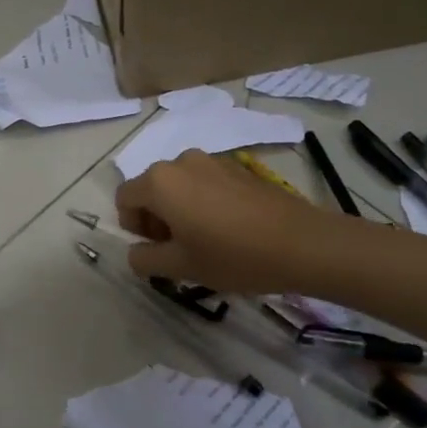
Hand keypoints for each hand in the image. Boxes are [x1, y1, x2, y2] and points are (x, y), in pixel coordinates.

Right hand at [115, 150, 334, 294]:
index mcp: (160, 181)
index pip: (124, 198)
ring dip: (180, 210)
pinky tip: (228, 229)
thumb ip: (145, 259)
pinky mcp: (238, 167)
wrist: (302, 243)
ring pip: (179, 185)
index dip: (131, 226)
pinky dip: (203, 202)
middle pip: (151, 188)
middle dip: (155, 218)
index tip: (155, 249)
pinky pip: (205, 183)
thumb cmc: (233, 255)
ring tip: (205, 241)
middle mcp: (181, 161)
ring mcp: (212, 161)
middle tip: (178, 250)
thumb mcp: (181, 266)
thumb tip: (135, 251)